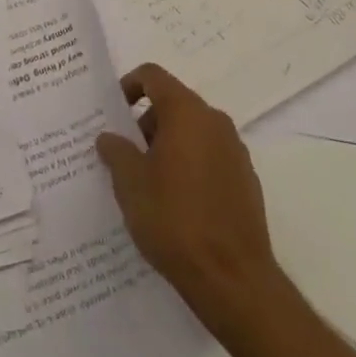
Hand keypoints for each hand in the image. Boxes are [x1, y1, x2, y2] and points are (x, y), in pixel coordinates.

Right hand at [96, 64, 276, 316]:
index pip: (153, 75)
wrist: (235, 281)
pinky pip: (211, 158)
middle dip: (147, 124)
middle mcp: (214, 120)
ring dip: (169, 146)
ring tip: (150, 184)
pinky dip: (191, 167)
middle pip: (174, 104)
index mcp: (186, 111)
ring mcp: (235, 150)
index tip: (114, 113)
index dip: (129, 86)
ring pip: (193, 132)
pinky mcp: (247, 181)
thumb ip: (116, 152)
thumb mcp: (131, 185)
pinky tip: (179, 205)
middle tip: (127, 156)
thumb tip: (108, 137)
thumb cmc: (176, 221)